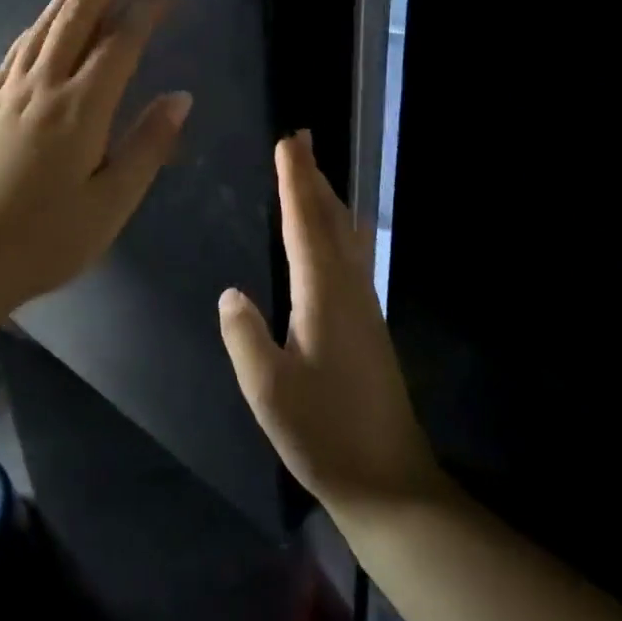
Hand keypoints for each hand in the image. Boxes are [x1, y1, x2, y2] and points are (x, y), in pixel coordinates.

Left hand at [0, 0, 190, 317]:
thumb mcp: (110, 205)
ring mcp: (10, 91)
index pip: (123, 41)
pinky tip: (47, 18)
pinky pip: (20, 46)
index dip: (150, 4)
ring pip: (46, 23)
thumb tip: (180, 97)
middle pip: (79, 15)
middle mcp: (44, 86)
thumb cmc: (44, 241)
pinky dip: (41, 20)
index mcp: (80, 109)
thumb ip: (147, 146)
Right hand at [219, 132, 443, 510]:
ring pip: (345, 236)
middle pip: (331, 219)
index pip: (305, 223)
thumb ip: (244, 336)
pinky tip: (331, 237)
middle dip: (314, 177)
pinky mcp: (368, 325)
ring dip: (327, 199)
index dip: (295, 181)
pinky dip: (335, 228)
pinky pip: (350, 255)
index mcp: (323, 294)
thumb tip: (232, 293)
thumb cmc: (325, 433)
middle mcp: (349, 288)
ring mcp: (364, 306)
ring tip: (313, 174)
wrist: (389, 482)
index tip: (288, 142)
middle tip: (301, 139)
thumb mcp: (268, 389)